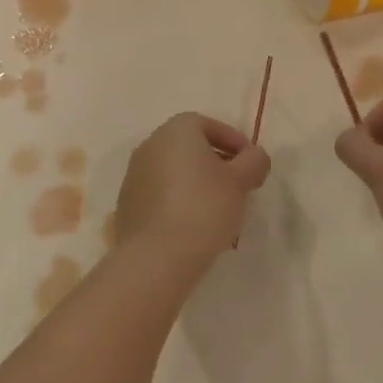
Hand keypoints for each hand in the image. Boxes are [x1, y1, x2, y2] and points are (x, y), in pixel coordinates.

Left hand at [111, 113, 271, 283]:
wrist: (155, 257)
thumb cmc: (203, 208)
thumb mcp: (240, 182)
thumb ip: (254, 161)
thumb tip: (254, 156)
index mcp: (176, 130)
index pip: (210, 125)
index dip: (235, 142)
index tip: (251, 165)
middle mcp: (151, 144)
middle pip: (190, 147)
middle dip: (216, 162)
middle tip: (238, 186)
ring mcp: (135, 174)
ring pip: (175, 171)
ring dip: (197, 183)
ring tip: (219, 209)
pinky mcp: (128, 204)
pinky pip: (161, 193)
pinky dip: (179, 200)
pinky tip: (194, 224)